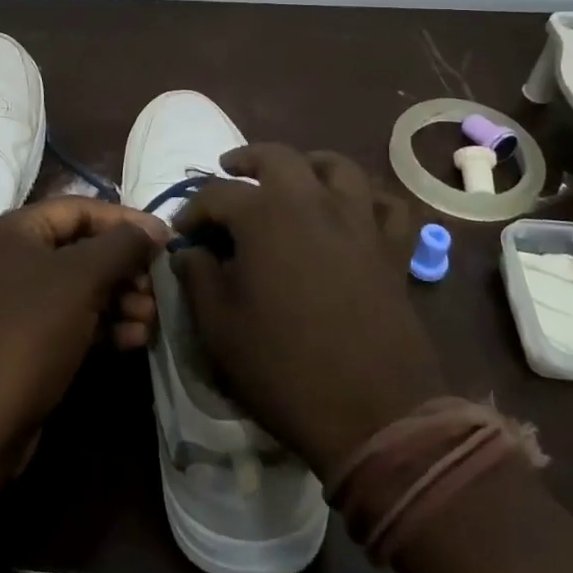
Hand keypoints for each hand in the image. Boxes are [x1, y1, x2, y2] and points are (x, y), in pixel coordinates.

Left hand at [0, 197, 168, 444]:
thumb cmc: (29, 333)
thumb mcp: (81, 279)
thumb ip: (122, 246)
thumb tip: (154, 228)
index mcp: (15, 230)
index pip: (80, 208)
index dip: (125, 220)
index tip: (165, 240)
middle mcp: (12, 259)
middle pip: (82, 249)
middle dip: (125, 267)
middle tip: (156, 288)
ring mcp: (16, 303)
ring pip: (81, 288)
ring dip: (120, 299)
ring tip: (150, 319)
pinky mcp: (24, 342)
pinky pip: (71, 320)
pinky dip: (103, 325)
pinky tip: (134, 340)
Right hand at [172, 144, 442, 481]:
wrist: (373, 416)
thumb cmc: (283, 368)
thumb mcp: (219, 327)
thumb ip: (198, 277)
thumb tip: (190, 252)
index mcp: (264, 216)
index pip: (217, 194)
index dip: (193, 210)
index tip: (181, 232)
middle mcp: (312, 203)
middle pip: (278, 157)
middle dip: (247, 160)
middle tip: (230, 172)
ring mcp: (358, 222)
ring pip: (338, 167)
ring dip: (309, 164)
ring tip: (293, 178)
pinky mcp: (391, 250)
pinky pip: (388, 206)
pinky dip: (370, 199)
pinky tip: (354, 210)